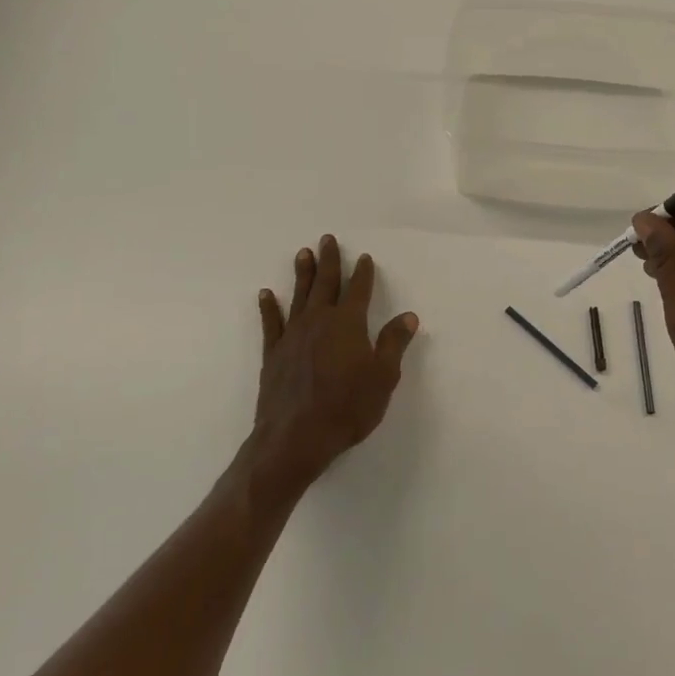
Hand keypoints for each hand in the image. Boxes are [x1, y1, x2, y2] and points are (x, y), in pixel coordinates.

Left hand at [247, 235, 419, 496]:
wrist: (296, 437)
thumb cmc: (348, 407)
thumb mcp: (383, 377)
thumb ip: (394, 343)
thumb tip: (408, 316)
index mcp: (348, 324)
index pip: (359, 291)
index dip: (363, 273)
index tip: (364, 257)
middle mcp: (319, 321)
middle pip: (326, 284)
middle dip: (329, 261)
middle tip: (327, 238)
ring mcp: (293, 336)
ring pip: (299, 296)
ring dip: (302, 274)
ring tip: (303, 253)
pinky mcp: (273, 354)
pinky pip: (271, 323)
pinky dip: (269, 307)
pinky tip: (266, 294)